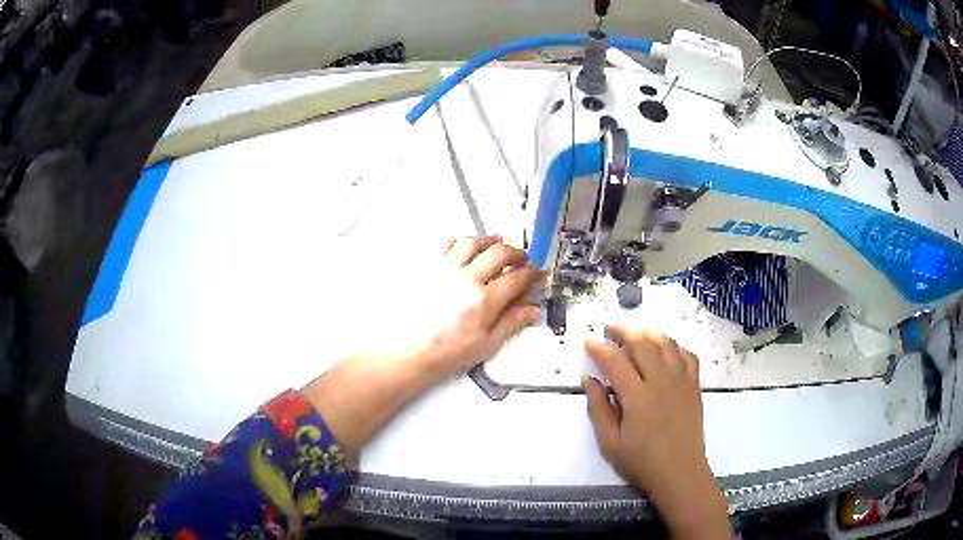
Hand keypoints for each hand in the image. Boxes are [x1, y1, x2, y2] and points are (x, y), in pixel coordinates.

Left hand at [416, 236, 543, 378]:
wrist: (409, 351)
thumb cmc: (445, 352)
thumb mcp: (486, 344)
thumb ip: (511, 323)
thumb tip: (530, 309)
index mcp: (483, 301)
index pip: (517, 278)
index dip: (533, 274)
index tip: (537, 274)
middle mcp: (465, 279)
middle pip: (499, 252)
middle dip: (516, 253)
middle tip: (521, 259)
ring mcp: (444, 270)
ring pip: (473, 243)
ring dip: (490, 241)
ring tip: (498, 244)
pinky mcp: (428, 268)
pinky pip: (446, 245)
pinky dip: (461, 242)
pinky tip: (467, 247)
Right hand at [583, 326, 729, 538]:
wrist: (680, 473)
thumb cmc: (642, 463)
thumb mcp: (610, 444)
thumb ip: (599, 409)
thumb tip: (589, 380)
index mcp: (638, 397)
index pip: (615, 361)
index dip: (599, 348)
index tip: (587, 340)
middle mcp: (662, 382)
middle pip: (643, 343)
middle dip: (623, 330)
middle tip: (609, 328)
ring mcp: (682, 381)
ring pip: (666, 343)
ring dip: (647, 332)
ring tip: (634, 332)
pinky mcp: (694, 385)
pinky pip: (686, 354)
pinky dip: (673, 345)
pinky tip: (664, 348)